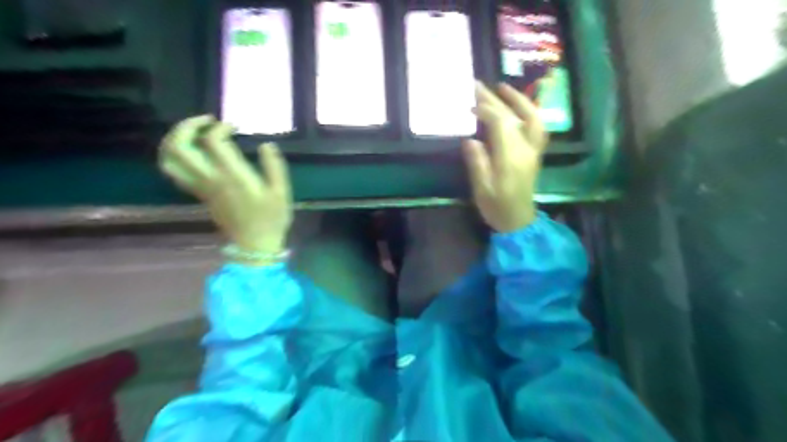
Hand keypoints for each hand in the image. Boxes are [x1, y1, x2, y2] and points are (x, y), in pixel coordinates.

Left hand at [156, 115, 293, 255]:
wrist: (254, 244)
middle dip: (187, 126)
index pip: (213, 141)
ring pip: (170, 160)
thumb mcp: (281, 192)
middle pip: (180, 146)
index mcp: (233, 177)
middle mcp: (211, 179)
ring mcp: (201, 187)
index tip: (235, 127)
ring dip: (175, 140)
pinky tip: (192, 152)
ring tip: (192, 132)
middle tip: (207, 121)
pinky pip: (175, 171)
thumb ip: (274, 167)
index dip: (220, 128)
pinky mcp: (199, 194)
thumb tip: (266, 145)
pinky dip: (176, 155)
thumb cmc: (271, 218)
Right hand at [462, 84, 548, 233]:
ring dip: (517, 100)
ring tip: (501, 87)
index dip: (486, 110)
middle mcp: (526, 150)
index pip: (501, 124)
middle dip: (495, 100)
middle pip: (512, 117)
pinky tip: (517, 107)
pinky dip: (528, 112)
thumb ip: (477, 163)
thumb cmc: (497, 207)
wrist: (518, 221)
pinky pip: (536, 127)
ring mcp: (533, 151)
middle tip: (477, 85)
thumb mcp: (482, 189)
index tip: (469, 103)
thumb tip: (470, 140)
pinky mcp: (534, 153)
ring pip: (531, 118)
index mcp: (511, 158)